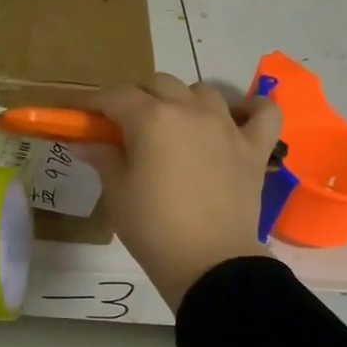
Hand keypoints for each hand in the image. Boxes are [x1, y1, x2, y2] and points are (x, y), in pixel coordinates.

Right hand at [78, 74, 281, 311]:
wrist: (208, 263)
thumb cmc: (152, 228)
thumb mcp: (117, 193)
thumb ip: (103, 157)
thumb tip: (86, 141)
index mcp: (151, 119)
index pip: (116, 96)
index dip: (95, 103)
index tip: (83, 116)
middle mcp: (190, 111)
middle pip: (158, 83)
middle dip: (136, 97)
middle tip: (124, 126)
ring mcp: (227, 126)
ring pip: (202, 91)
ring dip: (182, 101)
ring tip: (173, 127)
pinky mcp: (254, 147)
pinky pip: (263, 112)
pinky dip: (251, 109)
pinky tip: (237, 119)